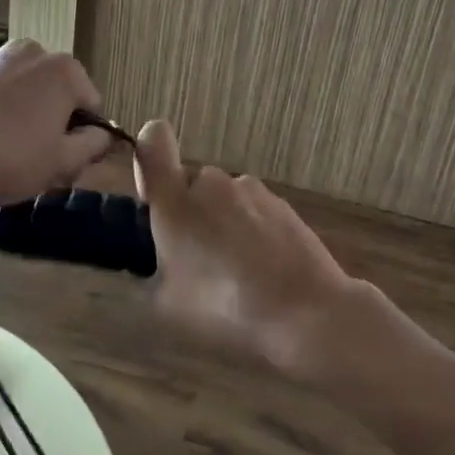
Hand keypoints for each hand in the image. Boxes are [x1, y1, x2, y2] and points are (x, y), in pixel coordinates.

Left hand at [0, 39, 112, 217]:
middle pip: (58, 94)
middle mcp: (33, 52)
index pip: (92, 106)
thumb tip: (103, 135)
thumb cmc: (6, 160)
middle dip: (53, 124)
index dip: (84, 139)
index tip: (65, 164)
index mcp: (65, 70)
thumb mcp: (62, 163)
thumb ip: (93, 145)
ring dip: (24, 118)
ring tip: (2, 154)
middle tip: (36, 162)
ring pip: (24, 92)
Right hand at [133, 120, 360, 379]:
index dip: (149, 152)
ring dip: (223, 224)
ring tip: (237, 274)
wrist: (305, 312)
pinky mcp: (283, 204)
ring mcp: (252, 190)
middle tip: (197, 261)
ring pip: (224, 199)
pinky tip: (265, 271)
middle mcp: (212, 182)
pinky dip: (253, 232)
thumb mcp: (168, 303)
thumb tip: (159, 259)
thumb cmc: (225, 308)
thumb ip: (153, 269)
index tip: (153, 191)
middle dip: (191, 214)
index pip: (153, 141)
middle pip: (191, 184)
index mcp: (176, 200)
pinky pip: (254, 211)